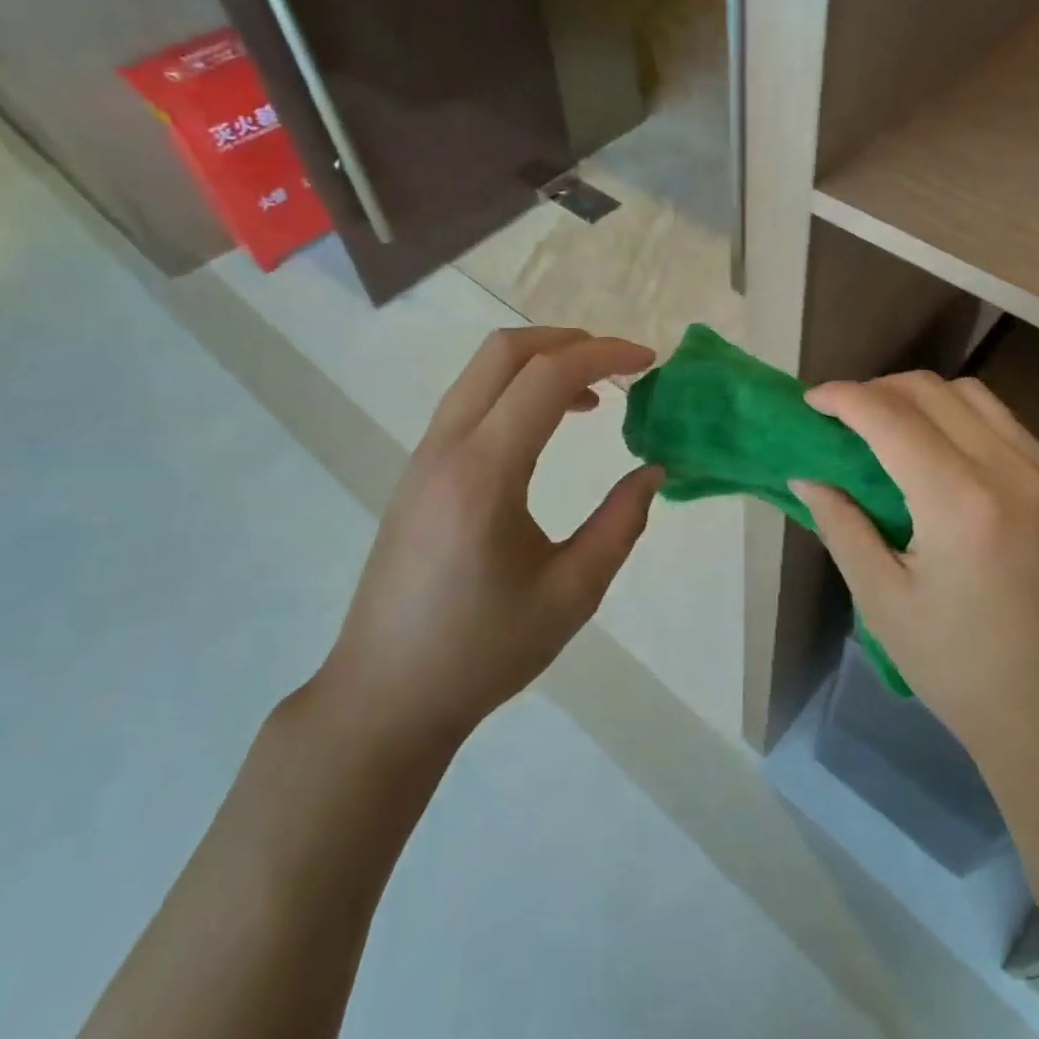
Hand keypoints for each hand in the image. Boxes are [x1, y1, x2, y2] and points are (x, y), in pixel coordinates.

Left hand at [316, 328, 662, 759]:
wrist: (385, 696)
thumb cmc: (483, 651)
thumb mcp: (572, 593)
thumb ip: (621, 523)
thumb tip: (653, 470)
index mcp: (484, 473)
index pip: (547, 377)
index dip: (605, 356)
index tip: (649, 363)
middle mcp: (447, 448)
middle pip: (505, 352)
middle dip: (570, 342)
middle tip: (621, 366)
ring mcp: (425, 457)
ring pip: (483, 372)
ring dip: (542, 364)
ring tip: (594, 396)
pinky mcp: (419, 473)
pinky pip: (471, 402)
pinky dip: (517, 391)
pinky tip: (547, 429)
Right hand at [792, 372, 1038, 781]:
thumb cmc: (960, 671)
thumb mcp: (883, 602)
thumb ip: (841, 525)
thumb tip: (808, 474)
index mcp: (960, 503)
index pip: (890, 416)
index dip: (843, 398)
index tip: (810, 402)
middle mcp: (1010, 470)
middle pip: (932, 390)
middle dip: (877, 390)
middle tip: (842, 418)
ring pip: (973, 395)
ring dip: (921, 398)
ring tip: (887, 429)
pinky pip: (1005, 423)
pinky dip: (961, 417)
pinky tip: (940, 453)